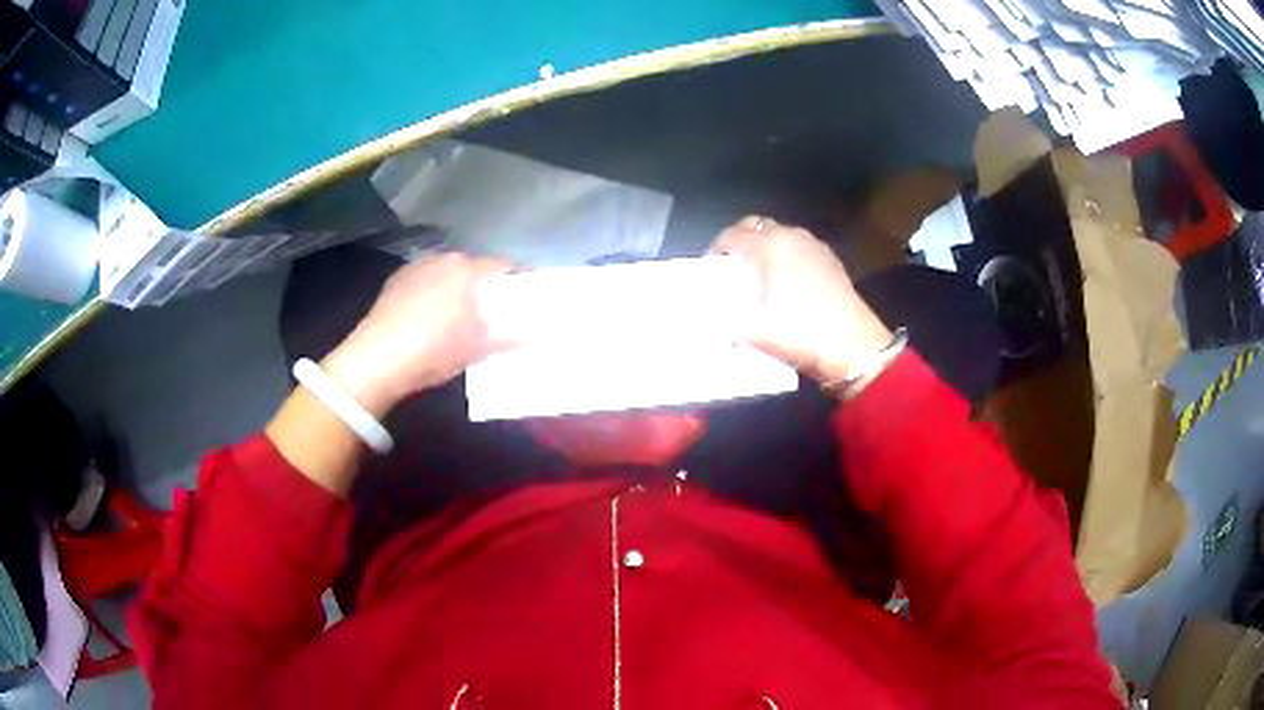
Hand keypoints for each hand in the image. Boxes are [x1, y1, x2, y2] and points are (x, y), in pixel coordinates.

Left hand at [320, 253, 511, 415]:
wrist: (377, 359)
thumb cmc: (435, 349)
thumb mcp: (479, 348)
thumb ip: (512, 337)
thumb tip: (541, 335)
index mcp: (467, 269)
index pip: (503, 267)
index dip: (518, 281)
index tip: (526, 298)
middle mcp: (442, 259)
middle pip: (473, 269)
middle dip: (485, 287)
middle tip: (494, 313)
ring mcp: (415, 268)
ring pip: (446, 275)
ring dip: (457, 290)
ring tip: (460, 318)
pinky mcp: (394, 282)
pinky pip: (424, 284)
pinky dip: (432, 296)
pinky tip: (429, 320)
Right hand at [710, 216, 892, 385]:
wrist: (854, 348)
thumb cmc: (800, 334)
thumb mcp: (752, 332)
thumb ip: (725, 321)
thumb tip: (712, 319)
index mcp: (770, 245)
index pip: (732, 236)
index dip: (715, 250)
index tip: (709, 269)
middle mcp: (792, 236)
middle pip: (756, 226)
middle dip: (739, 241)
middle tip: (730, 265)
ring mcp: (815, 247)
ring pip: (780, 236)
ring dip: (764, 248)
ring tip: (755, 275)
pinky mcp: (831, 261)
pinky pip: (799, 249)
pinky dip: (785, 257)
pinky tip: (784, 284)